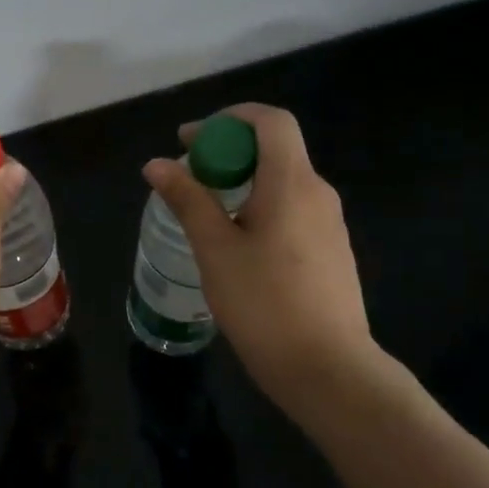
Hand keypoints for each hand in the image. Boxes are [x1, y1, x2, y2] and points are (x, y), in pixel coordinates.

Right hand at [142, 103, 383, 411]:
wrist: (328, 369)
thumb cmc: (264, 304)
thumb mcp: (215, 249)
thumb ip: (188, 200)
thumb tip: (157, 163)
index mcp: (292, 183)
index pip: (270, 121)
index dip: (229, 118)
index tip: (192, 140)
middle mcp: (318, 193)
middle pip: (276, 149)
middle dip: (228, 151)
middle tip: (190, 177)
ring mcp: (330, 223)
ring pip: (283, 181)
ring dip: (243, 180)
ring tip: (206, 211)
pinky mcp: (331, 250)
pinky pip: (292, 209)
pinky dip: (260, 206)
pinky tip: (237, 243)